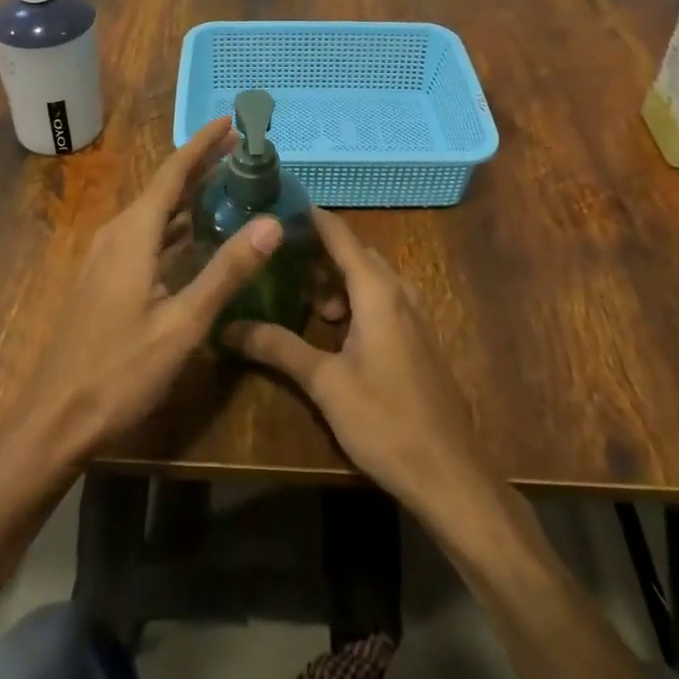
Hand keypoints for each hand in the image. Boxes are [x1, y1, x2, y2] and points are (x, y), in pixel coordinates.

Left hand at [0, 116, 283, 471]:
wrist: (55, 418)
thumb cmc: (120, 370)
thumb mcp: (183, 324)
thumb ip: (226, 271)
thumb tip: (271, 223)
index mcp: (133, 234)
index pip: (172, 172)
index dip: (202, 144)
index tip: (230, 120)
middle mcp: (117, 234)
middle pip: (163, 187)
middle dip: (201, 166)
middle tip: (242, 152)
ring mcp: (106, 257)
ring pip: (153, 212)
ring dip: (188, 196)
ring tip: (227, 185)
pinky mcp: (104, 278)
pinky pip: (144, 235)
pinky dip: (174, 225)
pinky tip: (194, 236)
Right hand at [224, 210, 485, 514]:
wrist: (448, 473)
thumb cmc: (384, 421)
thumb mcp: (324, 383)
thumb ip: (279, 347)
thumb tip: (229, 327)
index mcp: (377, 292)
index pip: (339, 235)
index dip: (310, 218)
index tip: (277, 205)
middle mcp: (399, 292)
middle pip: (355, 254)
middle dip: (318, 252)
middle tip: (278, 258)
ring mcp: (414, 315)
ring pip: (370, 279)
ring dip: (337, 280)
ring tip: (302, 299)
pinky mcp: (419, 338)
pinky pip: (383, 300)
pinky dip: (355, 300)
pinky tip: (334, 330)